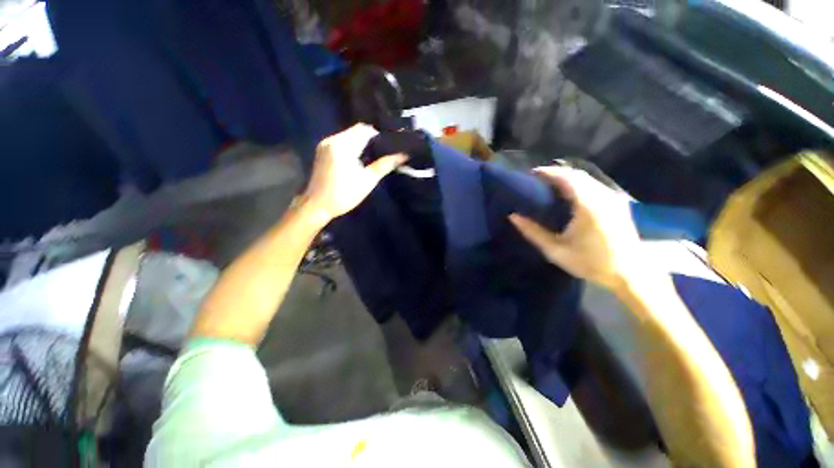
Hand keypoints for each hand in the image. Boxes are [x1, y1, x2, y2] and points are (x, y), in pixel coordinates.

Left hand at [303, 124, 406, 222]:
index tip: (388, 148)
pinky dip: (351, 146)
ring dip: (361, 142)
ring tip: (372, 157)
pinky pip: (341, 141)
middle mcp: (332, 139)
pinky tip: (358, 159)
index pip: (365, 130)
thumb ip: (385, 165)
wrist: (317, 205)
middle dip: (371, 139)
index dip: (379, 136)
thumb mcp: (368, 180)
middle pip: (356, 131)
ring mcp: (325, 144)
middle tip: (382, 154)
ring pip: (349, 135)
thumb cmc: (345, 194)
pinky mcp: (322, 150)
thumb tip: (403, 156)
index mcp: (344, 145)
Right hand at [509, 166, 641, 290]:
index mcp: (587, 205)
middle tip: (537, 180)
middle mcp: (602, 196)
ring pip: (587, 178)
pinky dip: (578, 183)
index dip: (547, 173)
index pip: (566, 178)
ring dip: (567, 177)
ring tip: (549, 185)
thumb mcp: (555, 250)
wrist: (629, 274)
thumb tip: (513, 216)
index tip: (531, 174)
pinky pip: (595, 185)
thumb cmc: (590, 262)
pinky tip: (569, 193)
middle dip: (556, 173)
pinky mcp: (617, 203)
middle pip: (577, 174)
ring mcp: (613, 198)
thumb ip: (533, 232)